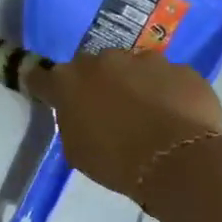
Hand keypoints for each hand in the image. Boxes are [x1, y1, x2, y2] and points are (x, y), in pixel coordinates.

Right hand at [26, 50, 221, 199]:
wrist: (178, 161)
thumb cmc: (115, 161)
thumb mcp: (76, 150)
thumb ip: (72, 122)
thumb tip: (80, 113)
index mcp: (68, 82)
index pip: (40, 76)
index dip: (44, 85)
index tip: (48, 93)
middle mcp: (103, 61)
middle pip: (91, 67)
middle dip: (95, 82)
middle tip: (106, 109)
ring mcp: (145, 60)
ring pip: (132, 67)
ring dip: (133, 83)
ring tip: (147, 113)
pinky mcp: (180, 68)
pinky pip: (167, 77)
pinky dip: (166, 91)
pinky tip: (174, 115)